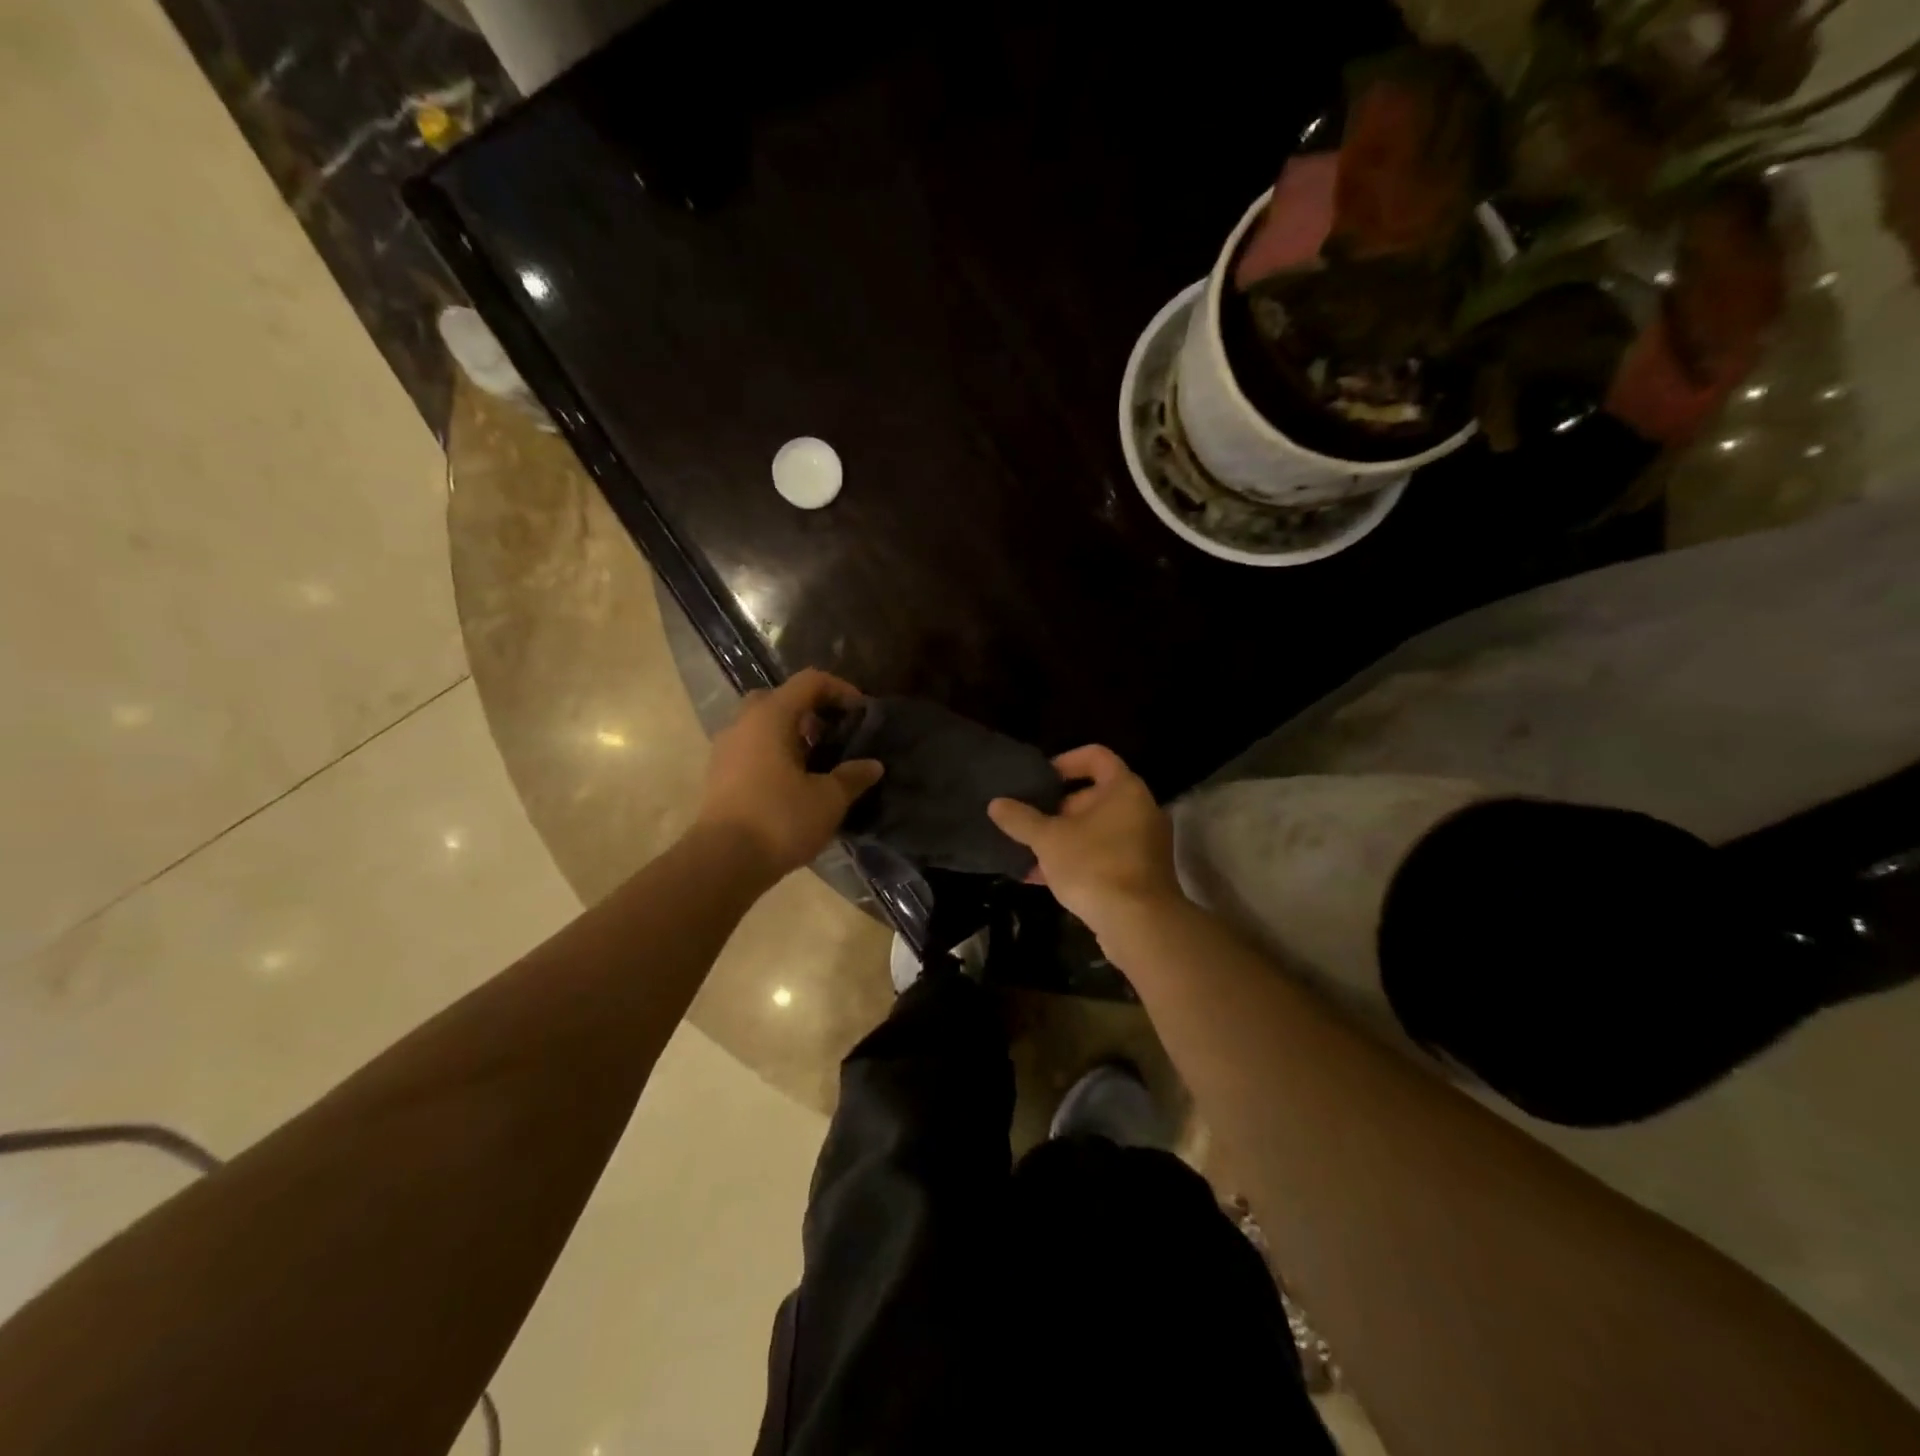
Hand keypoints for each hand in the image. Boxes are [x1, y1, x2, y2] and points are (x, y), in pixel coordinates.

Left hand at [696, 669, 883, 883]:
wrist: (723, 861)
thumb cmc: (780, 820)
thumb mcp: (828, 800)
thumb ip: (852, 777)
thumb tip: (873, 765)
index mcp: (771, 716)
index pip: (809, 681)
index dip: (840, 689)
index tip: (861, 712)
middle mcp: (744, 723)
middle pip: (779, 698)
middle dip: (809, 710)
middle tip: (832, 734)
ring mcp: (725, 748)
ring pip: (761, 724)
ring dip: (790, 734)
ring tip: (816, 762)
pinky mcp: (718, 774)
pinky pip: (750, 747)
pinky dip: (773, 753)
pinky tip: (792, 782)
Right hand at [987, 745, 1182, 937]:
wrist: (1139, 924)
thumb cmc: (1094, 866)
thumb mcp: (1048, 840)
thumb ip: (1021, 819)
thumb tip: (996, 804)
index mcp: (1125, 789)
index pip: (1095, 756)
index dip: (1065, 762)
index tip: (1040, 780)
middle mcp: (1141, 810)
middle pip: (1094, 795)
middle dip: (1058, 809)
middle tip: (1031, 822)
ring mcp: (1145, 843)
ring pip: (1097, 829)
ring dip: (1065, 839)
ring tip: (1030, 854)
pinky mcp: (1142, 873)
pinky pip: (1105, 855)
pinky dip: (1079, 860)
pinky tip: (1045, 880)